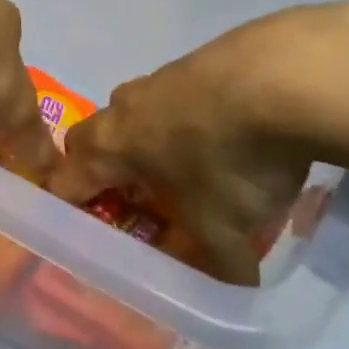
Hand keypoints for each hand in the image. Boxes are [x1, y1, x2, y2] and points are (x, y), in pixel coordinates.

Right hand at [49, 3, 348, 283]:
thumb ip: (220, 266)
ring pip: (138, 116)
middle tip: (138, 205)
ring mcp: (160, 77)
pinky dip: (192, 122)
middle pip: (94, 141)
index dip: (65, 211)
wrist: (284, 76)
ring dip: (153, 144)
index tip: (82, 236)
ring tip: (193, 173)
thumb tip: (235, 288)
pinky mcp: (199, 60)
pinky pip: (179, 99)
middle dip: (108, 172)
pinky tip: (233, 138)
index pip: (63, 181)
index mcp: (110, 146)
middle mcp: (124, 108)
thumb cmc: (230, 159)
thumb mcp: (225, 230)